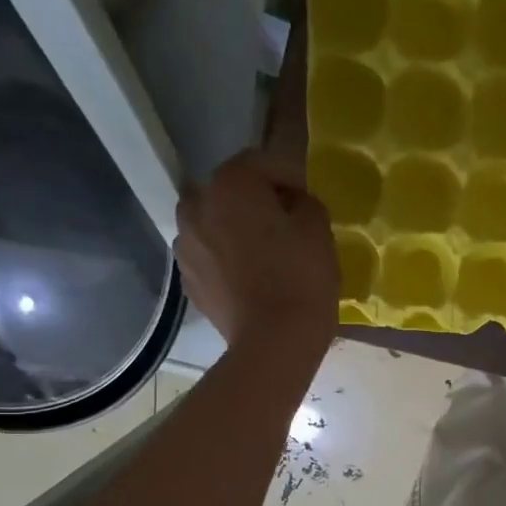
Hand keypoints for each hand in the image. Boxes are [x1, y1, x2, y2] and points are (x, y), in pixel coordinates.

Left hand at [175, 151, 337, 361]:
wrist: (274, 342)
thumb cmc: (301, 279)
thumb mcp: (319, 231)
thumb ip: (306, 204)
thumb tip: (294, 205)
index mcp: (230, 185)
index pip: (262, 163)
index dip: (291, 177)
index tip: (310, 199)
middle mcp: (197, 205)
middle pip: (231, 191)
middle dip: (257, 201)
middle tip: (287, 223)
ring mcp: (185, 244)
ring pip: (215, 223)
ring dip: (237, 229)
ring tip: (266, 252)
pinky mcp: (188, 278)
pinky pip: (211, 255)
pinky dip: (228, 258)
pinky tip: (252, 278)